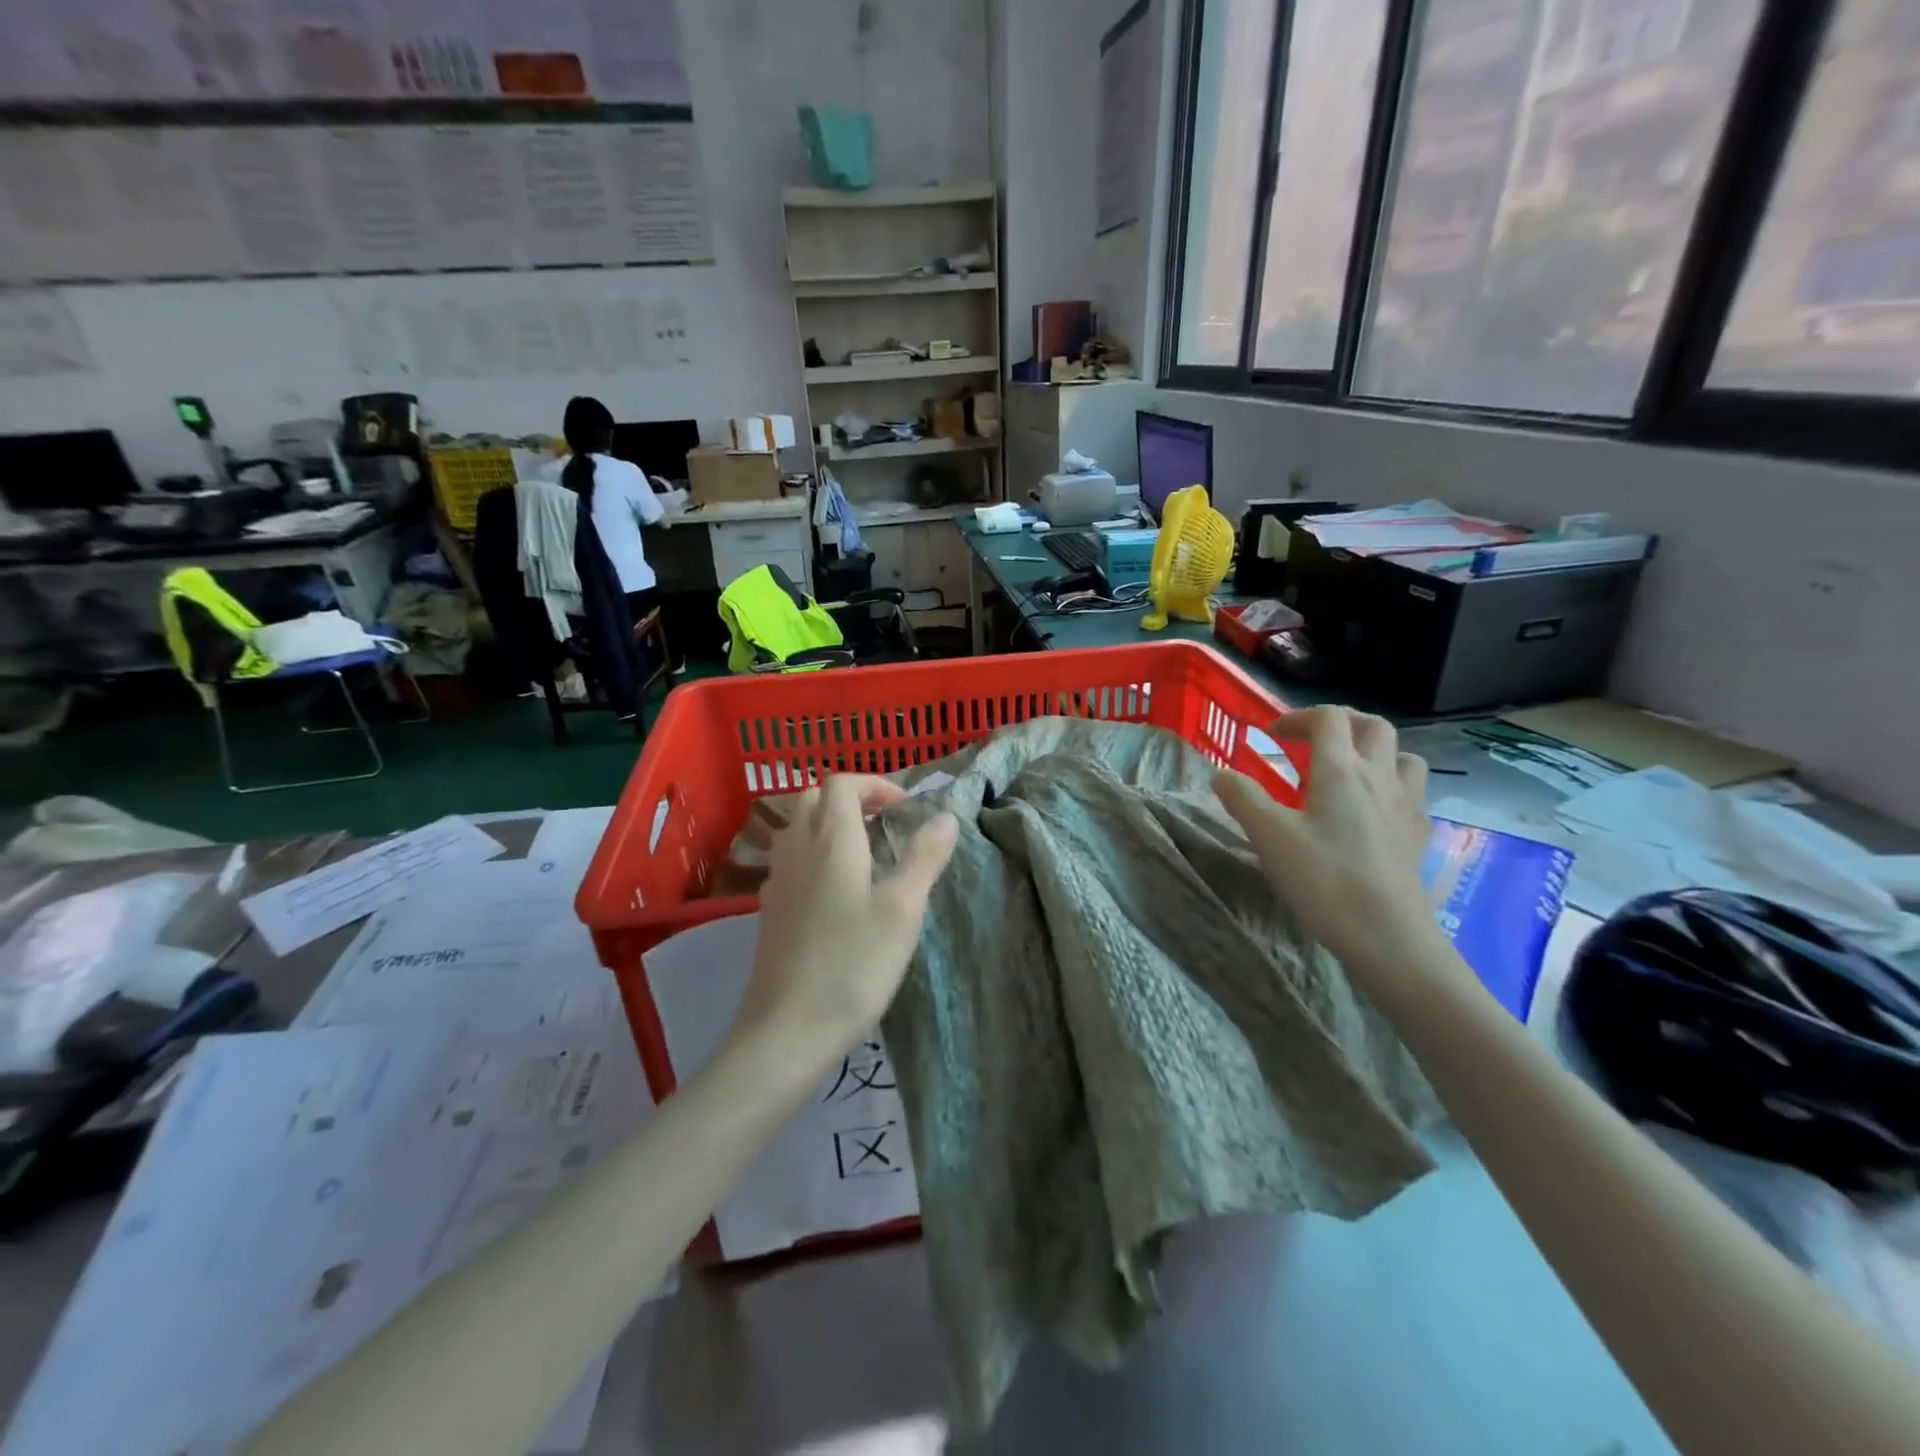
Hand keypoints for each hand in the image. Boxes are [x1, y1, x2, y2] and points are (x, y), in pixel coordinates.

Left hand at [735, 775, 958, 1061]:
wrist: (788, 1029)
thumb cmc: (853, 964)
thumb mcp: (902, 909)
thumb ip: (924, 857)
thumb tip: (945, 816)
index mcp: (831, 840)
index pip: (842, 783)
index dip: (874, 784)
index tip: (904, 807)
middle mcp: (798, 848)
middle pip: (814, 797)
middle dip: (850, 798)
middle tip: (884, 822)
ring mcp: (777, 879)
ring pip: (798, 827)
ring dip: (829, 824)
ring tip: (864, 852)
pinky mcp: (769, 908)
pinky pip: (790, 859)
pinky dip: (813, 853)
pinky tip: (835, 890)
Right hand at [1217, 708, 1454, 998]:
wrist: (1388, 934)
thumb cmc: (1324, 879)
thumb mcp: (1269, 836)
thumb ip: (1243, 798)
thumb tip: (1221, 774)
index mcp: (1341, 771)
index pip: (1328, 719)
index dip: (1298, 717)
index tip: (1272, 735)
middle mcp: (1379, 778)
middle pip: (1373, 727)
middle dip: (1342, 722)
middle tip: (1312, 739)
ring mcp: (1406, 807)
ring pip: (1402, 756)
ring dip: (1375, 751)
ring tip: (1349, 769)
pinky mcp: (1418, 836)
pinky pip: (1412, 794)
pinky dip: (1392, 787)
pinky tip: (1374, 811)